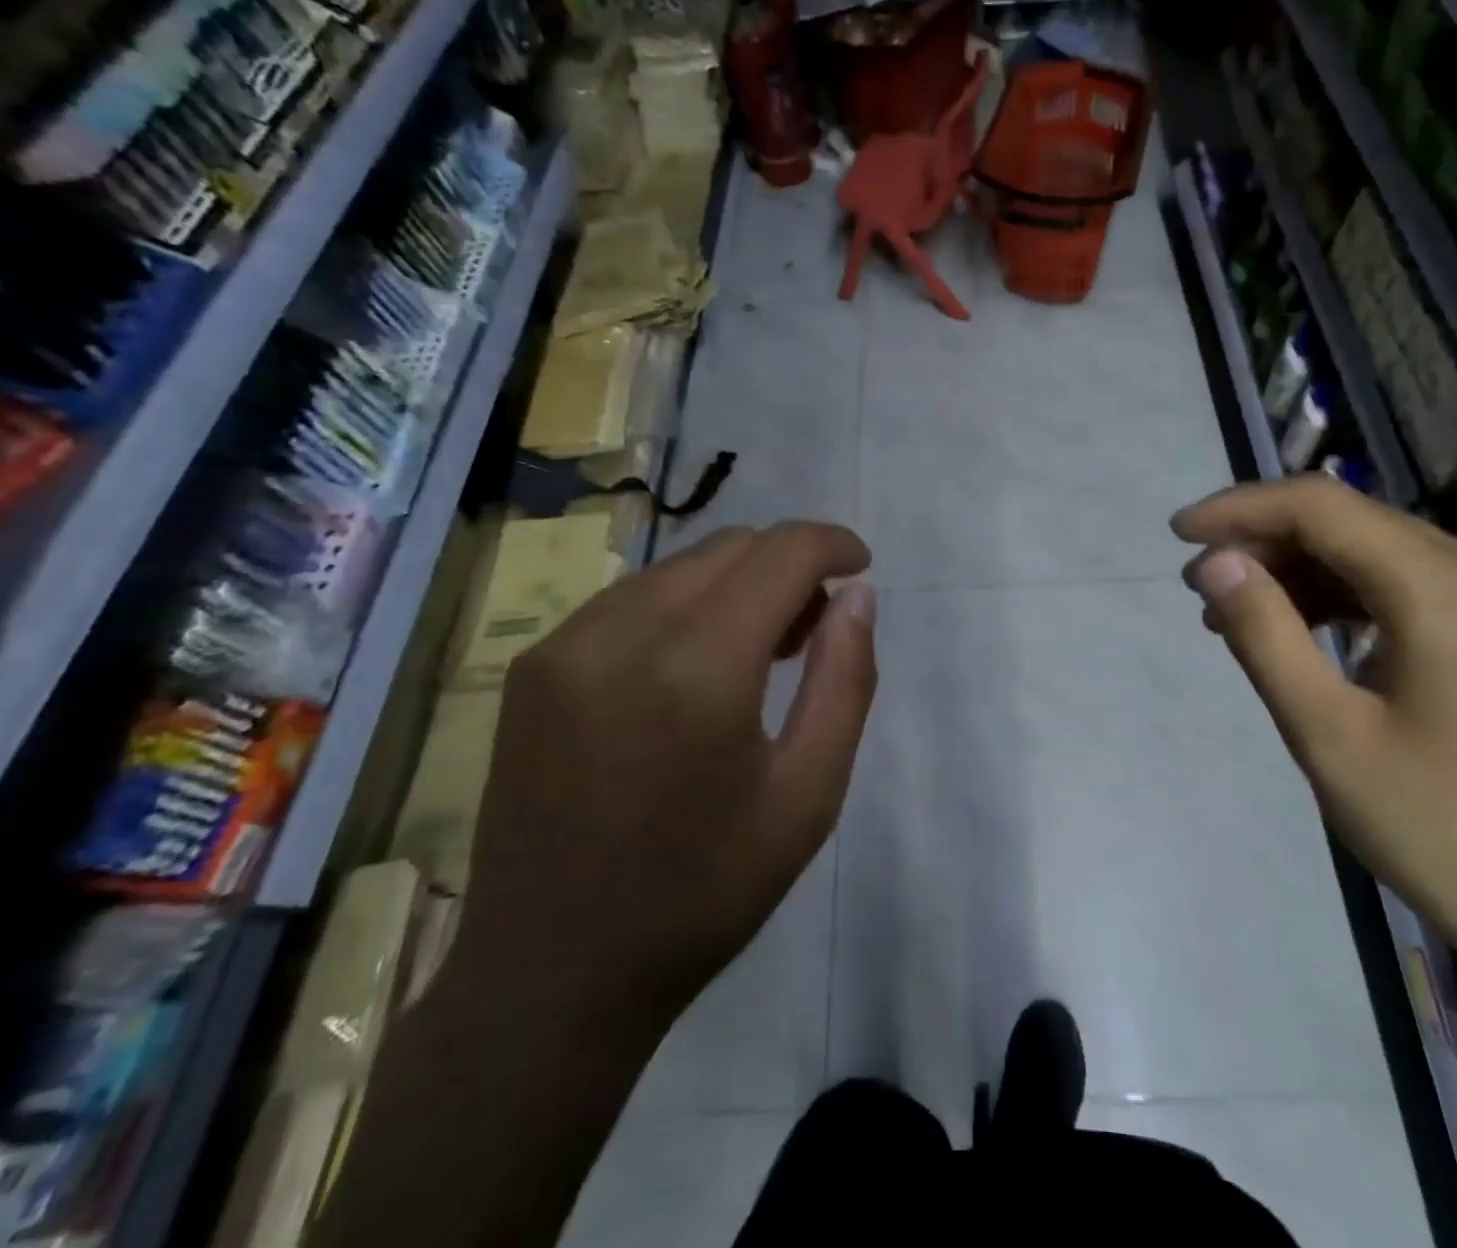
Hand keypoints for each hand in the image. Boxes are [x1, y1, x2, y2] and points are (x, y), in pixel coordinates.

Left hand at [452, 522, 877, 1056]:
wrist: (551, 975)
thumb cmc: (703, 892)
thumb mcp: (808, 795)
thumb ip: (845, 680)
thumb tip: (857, 595)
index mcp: (698, 669)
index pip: (781, 554)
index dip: (832, 544)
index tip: (860, 567)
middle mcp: (622, 633)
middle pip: (729, 547)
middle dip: (787, 565)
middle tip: (814, 627)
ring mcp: (565, 643)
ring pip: (678, 566)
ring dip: (735, 583)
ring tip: (758, 650)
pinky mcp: (534, 664)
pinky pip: (629, 598)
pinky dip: (682, 606)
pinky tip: (692, 666)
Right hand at [1174, 477, 1456, 987]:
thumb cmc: (1443, 830)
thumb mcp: (1328, 733)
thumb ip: (1264, 634)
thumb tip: (1216, 563)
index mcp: (1444, 589)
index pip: (1321, 507)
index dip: (1240, 508)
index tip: (1178, 534)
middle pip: (1349, 521)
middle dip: (1263, 540)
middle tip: (1199, 585)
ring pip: (1373, 552)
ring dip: (1297, 570)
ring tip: (1232, 613)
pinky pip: (1402, 588)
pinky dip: (1339, 598)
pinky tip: (1298, 631)